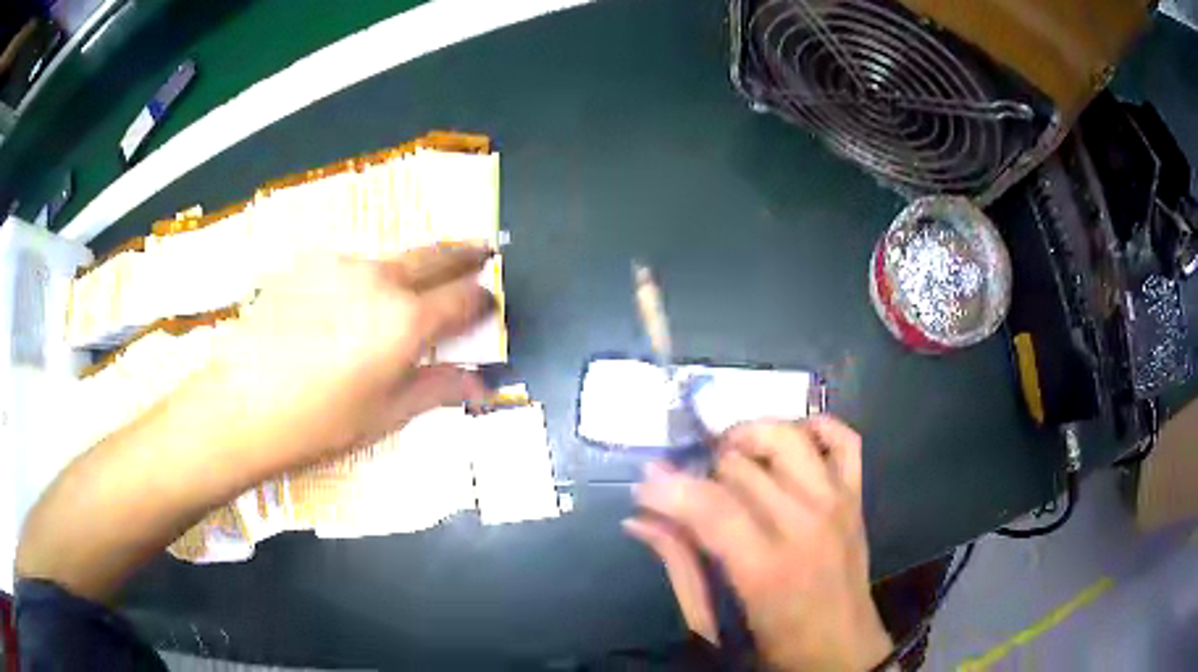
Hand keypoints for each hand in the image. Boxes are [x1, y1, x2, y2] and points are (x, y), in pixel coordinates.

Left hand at [212, 244, 494, 466]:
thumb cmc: (319, 421)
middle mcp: (378, 280)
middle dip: (465, 253)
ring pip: (389, 260)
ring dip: (408, 269)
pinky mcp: (307, 266)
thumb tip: (479, 384)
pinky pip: (349, 267)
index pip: (464, 298)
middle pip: (435, 256)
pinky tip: (346, 304)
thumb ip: (437, 388)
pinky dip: (363, 278)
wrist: (241, 404)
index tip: (489, 302)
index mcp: (406, 320)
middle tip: (483, 249)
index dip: (483, 299)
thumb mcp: (385, 413)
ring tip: (407, 289)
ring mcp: (340, 266)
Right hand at [624, 418, 891, 670]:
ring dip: (750, 436)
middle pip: (743, 466)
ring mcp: (836, 504)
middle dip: (701, 467)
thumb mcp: (713, 621)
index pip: (710, 506)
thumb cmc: (773, 644)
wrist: (842, 649)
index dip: (668, 488)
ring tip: (728, 456)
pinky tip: (790, 440)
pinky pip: (845, 440)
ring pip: (789, 439)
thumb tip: (640, 520)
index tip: (643, 486)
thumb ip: (680, 565)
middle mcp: (805, 524)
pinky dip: (817, 427)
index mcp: (766, 568)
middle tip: (685, 486)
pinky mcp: (856, 497)